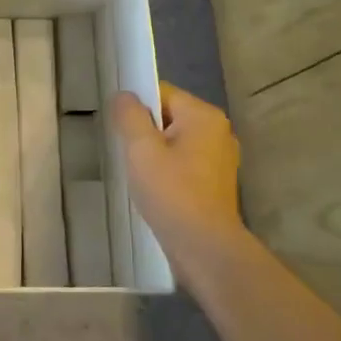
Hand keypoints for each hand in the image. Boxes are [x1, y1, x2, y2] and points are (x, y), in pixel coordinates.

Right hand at [110, 82, 252, 284]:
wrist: (204, 248)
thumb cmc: (172, 192)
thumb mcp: (141, 149)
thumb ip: (129, 115)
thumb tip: (124, 95)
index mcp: (204, 116)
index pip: (162, 93)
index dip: (137, 107)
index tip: (120, 130)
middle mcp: (218, 131)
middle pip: (169, 117)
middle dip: (145, 132)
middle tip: (127, 154)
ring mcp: (221, 158)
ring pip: (176, 142)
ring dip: (156, 153)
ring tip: (140, 174)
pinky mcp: (217, 183)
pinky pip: (185, 163)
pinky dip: (169, 170)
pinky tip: (156, 190)